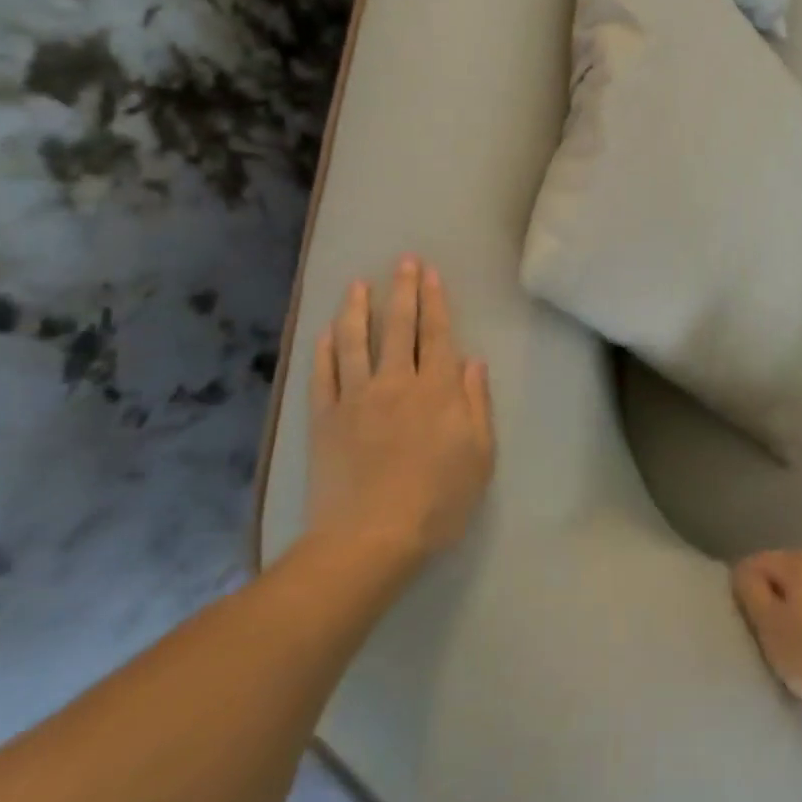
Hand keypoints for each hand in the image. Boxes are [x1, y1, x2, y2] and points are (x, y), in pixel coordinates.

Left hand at [304, 257, 494, 576]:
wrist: (369, 540)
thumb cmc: (437, 501)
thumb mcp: (478, 456)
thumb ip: (476, 404)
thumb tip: (472, 361)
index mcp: (437, 391)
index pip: (437, 334)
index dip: (435, 301)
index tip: (430, 272)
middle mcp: (396, 383)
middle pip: (400, 328)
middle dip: (403, 291)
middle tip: (403, 261)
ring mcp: (356, 399)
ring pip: (356, 342)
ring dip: (358, 309)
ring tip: (358, 284)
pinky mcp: (325, 420)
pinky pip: (323, 375)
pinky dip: (325, 350)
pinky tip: (327, 332)